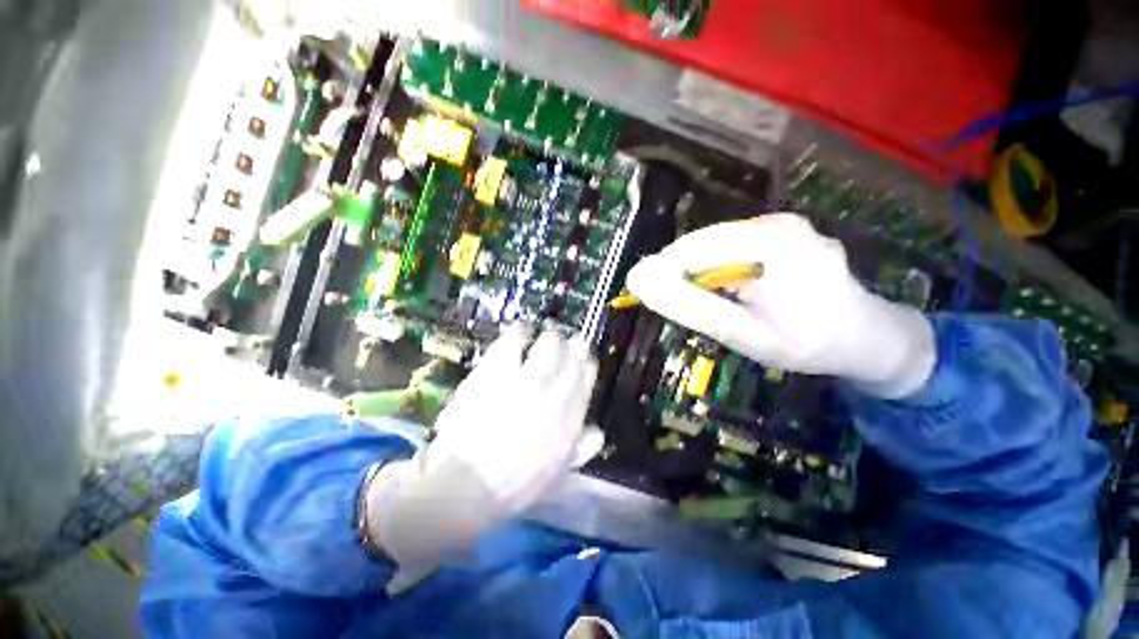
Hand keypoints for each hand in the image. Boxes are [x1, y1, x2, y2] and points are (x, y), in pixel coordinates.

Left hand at [364, 326, 597, 569]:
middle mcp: (555, 392)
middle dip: (570, 345)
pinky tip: (521, 330)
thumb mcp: (559, 475)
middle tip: (560, 346)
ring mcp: (526, 379)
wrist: (466, 485)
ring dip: (549, 337)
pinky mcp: (497, 370)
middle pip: (573, 352)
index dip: (585, 361)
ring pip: (550, 342)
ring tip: (541, 336)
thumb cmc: (515, 485)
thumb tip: (597, 430)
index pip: (586, 374)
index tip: (579, 358)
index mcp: (571, 415)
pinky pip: (515, 339)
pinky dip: (520, 330)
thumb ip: (582, 449)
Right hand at [625, 213, 934, 397]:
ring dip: (695, 272)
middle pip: (702, 243)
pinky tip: (722, 291)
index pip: (693, 248)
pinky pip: (731, 247)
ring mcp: (781, 225)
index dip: (660, 270)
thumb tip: (639, 281)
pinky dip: (715, 269)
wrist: (869, 338)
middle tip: (667, 303)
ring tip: (695, 301)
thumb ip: (691, 307)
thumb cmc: (809, 344)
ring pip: (714, 244)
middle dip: (678, 273)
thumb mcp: (743, 333)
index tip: (639, 293)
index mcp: (771, 244)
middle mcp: (776, 224)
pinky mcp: (781, 233)